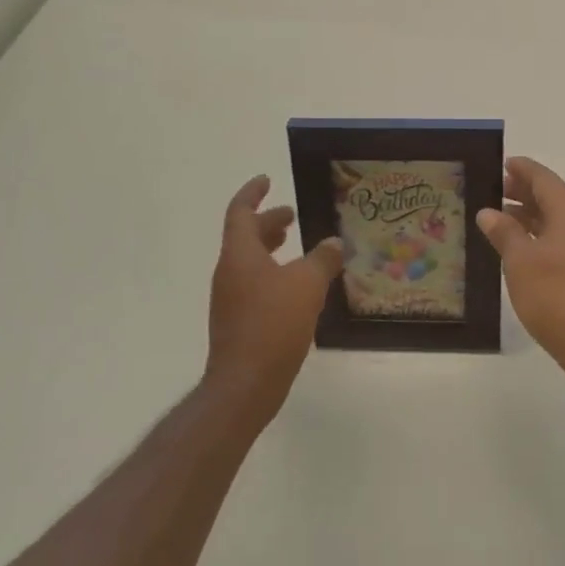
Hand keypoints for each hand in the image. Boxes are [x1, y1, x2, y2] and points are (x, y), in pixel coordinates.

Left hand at [205, 175, 343, 423]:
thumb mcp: (307, 286)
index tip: (267, 180)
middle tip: (292, 216)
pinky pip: (254, 284)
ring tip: (297, 248)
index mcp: (240, 254)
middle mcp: (229, 272)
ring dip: (271, 249)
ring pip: (249, 262)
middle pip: (245, 236)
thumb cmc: (273, 325)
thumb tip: (334, 243)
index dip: (253, 193)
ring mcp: (230, 299)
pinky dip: (273, 274)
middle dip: (268, 222)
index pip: (240, 211)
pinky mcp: (237, 321)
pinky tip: (297, 288)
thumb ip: (322, 259)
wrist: (244, 385)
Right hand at [475, 157, 564, 391]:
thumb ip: (505, 233)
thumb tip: (489, 212)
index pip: (544, 179)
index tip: (502, 162)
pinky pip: (564, 240)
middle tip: (495, 189)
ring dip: (531, 216)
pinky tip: (522, 249)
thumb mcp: (521, 262)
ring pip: (558, 221)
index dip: (522, 169)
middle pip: (553, 197)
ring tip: (501, 218)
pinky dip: (541, 236)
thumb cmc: (556, 297)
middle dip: (524, 192)